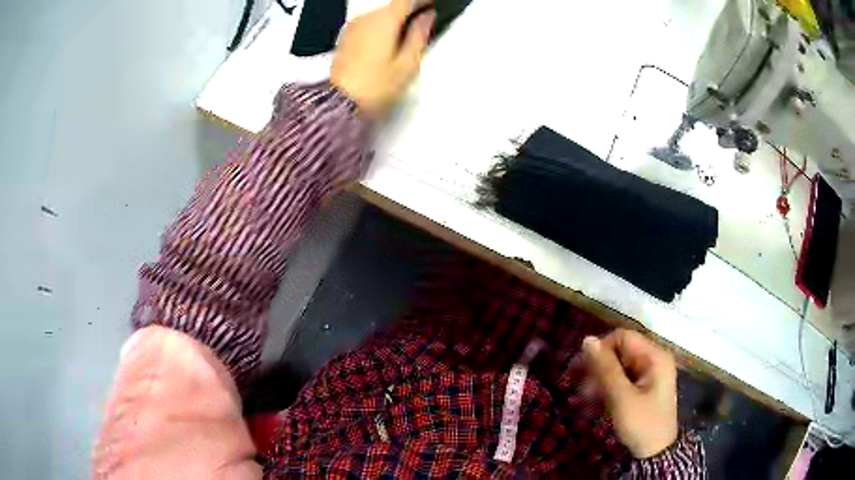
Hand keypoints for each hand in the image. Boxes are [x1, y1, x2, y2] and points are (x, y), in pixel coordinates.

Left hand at [331, 0, 435, 117]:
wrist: (338, 104)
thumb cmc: (374, 87)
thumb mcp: (407, 63)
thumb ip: (419, 35)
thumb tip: (427, 17)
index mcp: (385, 20)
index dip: (423, 1)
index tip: (434, 6)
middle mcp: (366, 18)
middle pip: (394, 5)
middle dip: (411, 10)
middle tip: (425, 21)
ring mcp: (353, 27)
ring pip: (381, 13)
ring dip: (396, 19)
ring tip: (409, 34)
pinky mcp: (346, 37)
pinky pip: (370, 23)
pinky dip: (383, 26)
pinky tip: (389, 42)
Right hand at [582, 329, 677, 458]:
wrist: (655, 453)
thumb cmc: (642, 423)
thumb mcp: (622, 398)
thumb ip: (606, 368)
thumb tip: (587, 339)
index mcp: (655, 356)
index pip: (623, 337)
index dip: (601, 349)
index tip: (582, 370)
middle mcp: (654, 359)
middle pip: (620, 350)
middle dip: (599, 366)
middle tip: (581, 387)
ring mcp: (650, 372)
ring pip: (619, 364)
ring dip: (601, 378)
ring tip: (586, 397)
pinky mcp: (644, 385)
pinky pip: (622, 377)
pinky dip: (608, 386)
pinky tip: (596, 400)